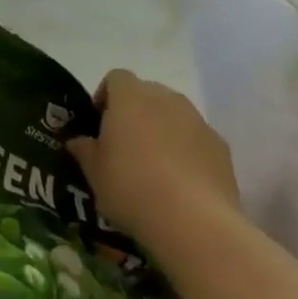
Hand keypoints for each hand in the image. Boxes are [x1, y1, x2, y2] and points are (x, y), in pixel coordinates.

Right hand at [68, 69, 239, 252]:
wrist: (193, 220)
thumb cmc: (131, 187)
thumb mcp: (94, 172)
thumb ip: (84, 150)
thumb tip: (77, 141)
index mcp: (130, 97)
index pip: (116, 78)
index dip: (105, 96)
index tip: (99, 123)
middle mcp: (166, 98)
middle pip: (147, 93)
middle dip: (134, 112)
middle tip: (124, 145)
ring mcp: (197, 120)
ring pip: (174, 115)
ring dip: (162, 130)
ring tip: (153, 167)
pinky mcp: (220, 146)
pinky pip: (196, 138)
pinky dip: (186, 151)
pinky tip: (180, 183)